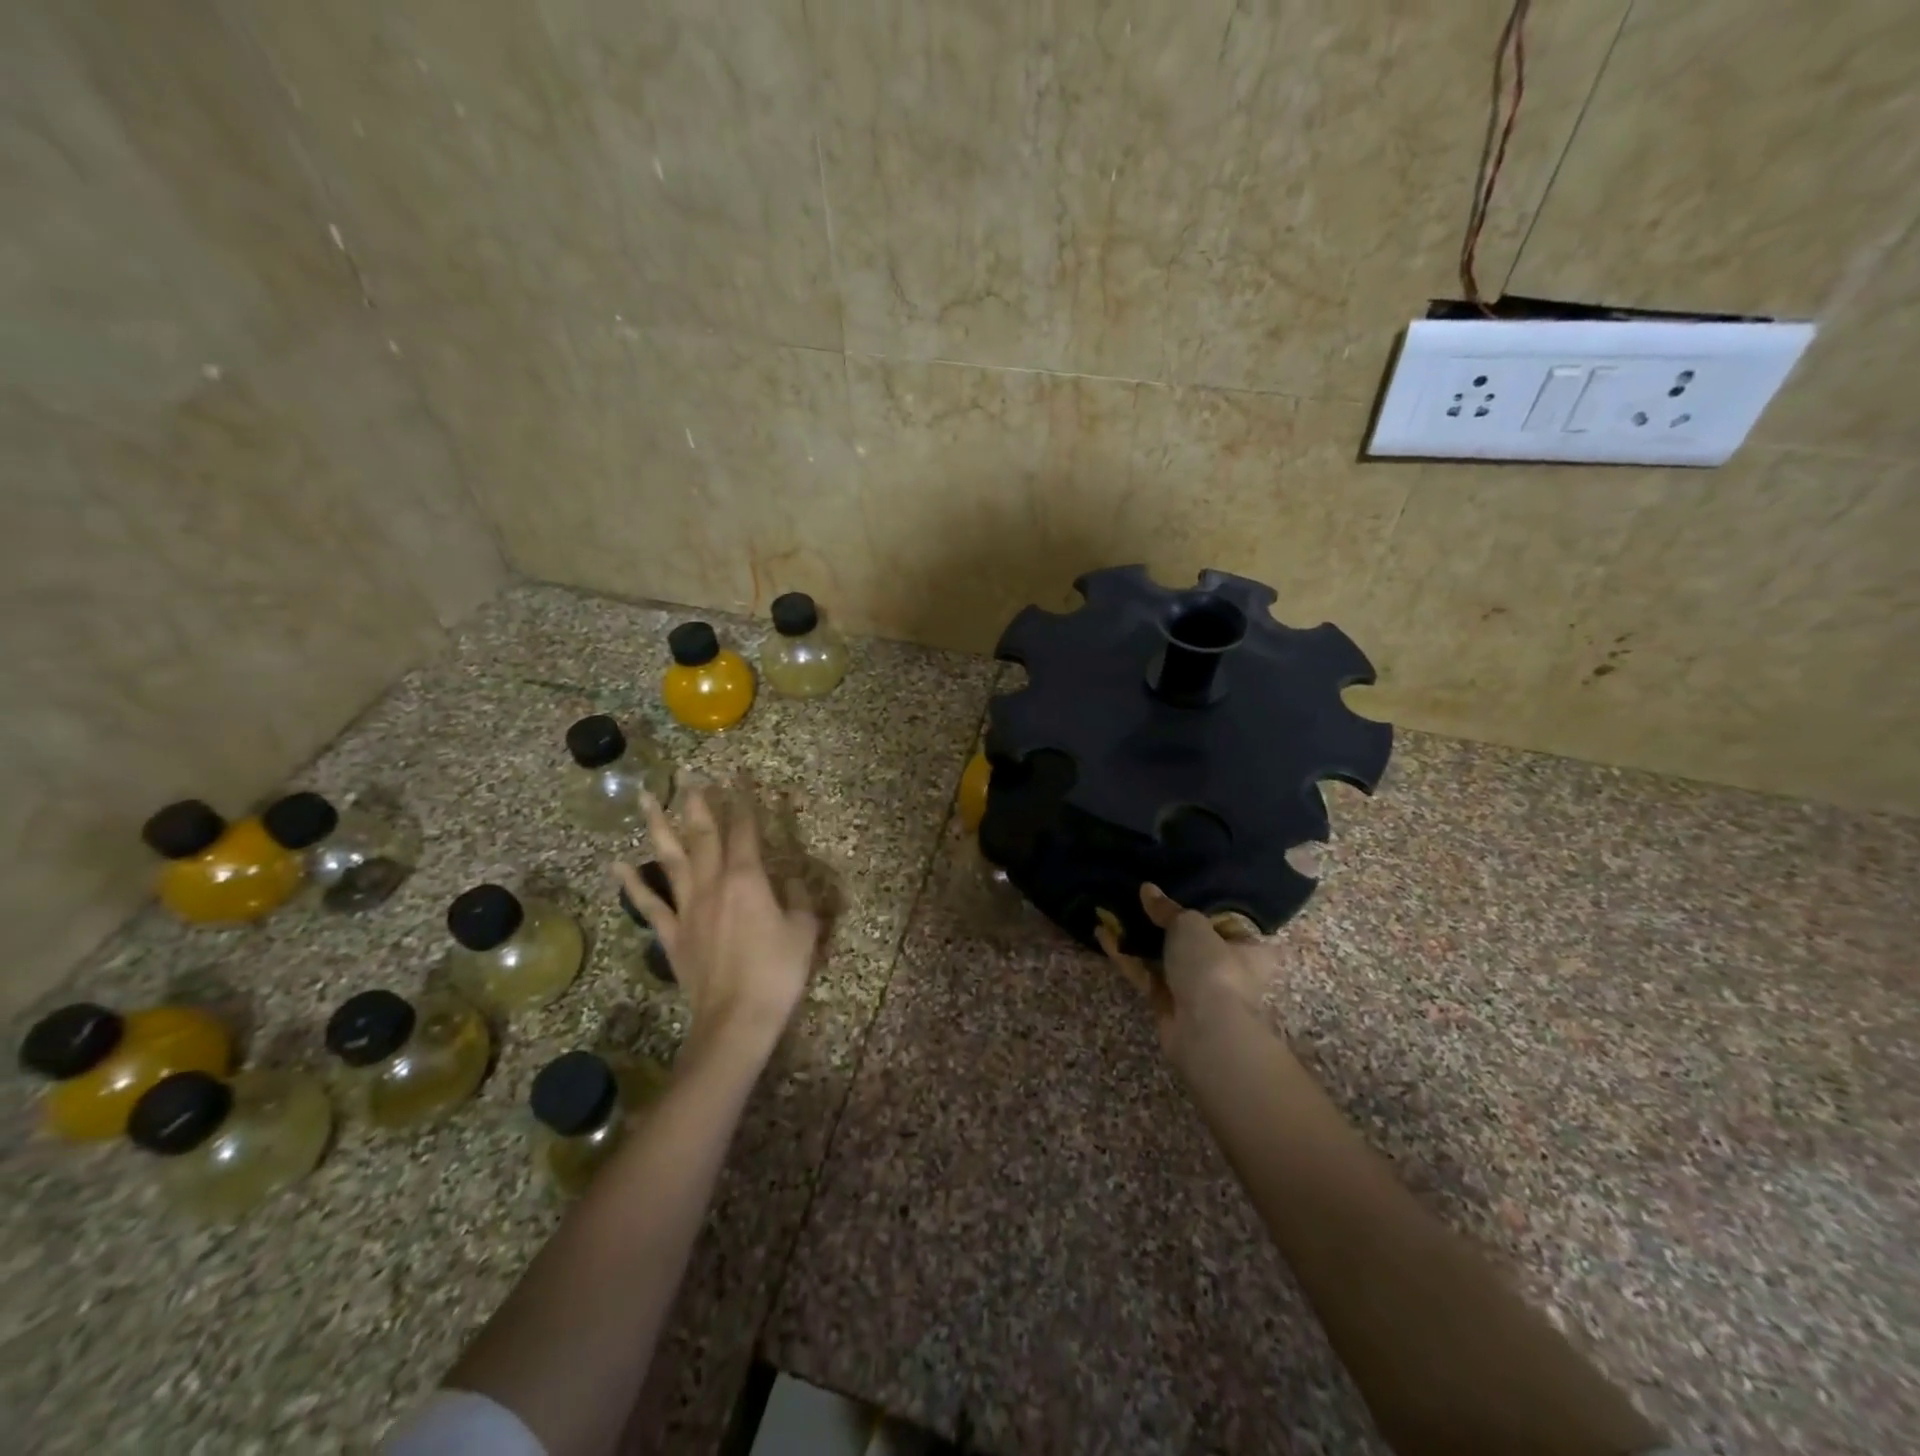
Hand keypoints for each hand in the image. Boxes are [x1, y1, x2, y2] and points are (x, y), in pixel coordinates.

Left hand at [614, 788, 818, 1063]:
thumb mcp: (804, 931)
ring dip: (658, 827)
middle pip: (703, 836)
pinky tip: (618, 865)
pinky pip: (649, 905)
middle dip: (699, 804)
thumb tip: (790, 880)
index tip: (740, 777)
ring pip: (670, 860)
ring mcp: (688, 909)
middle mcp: (713, 885)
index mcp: (748, 880)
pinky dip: (633, 883)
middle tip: (691, 778)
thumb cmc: (777, 973)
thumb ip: (797, 899)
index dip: (744, 801)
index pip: (745, 830)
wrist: (736, 1020)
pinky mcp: (672, 935)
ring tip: (646, 799)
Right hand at [1096, 883, 1281, 1068]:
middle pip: (1193, 941)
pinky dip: (1126, 956)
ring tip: (1112, 912)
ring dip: (1140, 938)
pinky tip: (1102, 934)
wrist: (1205, 1030)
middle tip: (1140, 901)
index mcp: (1250, 950)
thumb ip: (1167, 908)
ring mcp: (1196, 990)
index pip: (1230, 924)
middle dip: (1166, 924)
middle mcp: (1227, 970)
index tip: (1181, 891)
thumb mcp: (1190, 924)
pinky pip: (1145, 974)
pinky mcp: (1168, 1004)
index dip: (1206, 908)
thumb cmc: (1213, 967)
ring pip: (1164, 958)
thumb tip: (1147, 889)